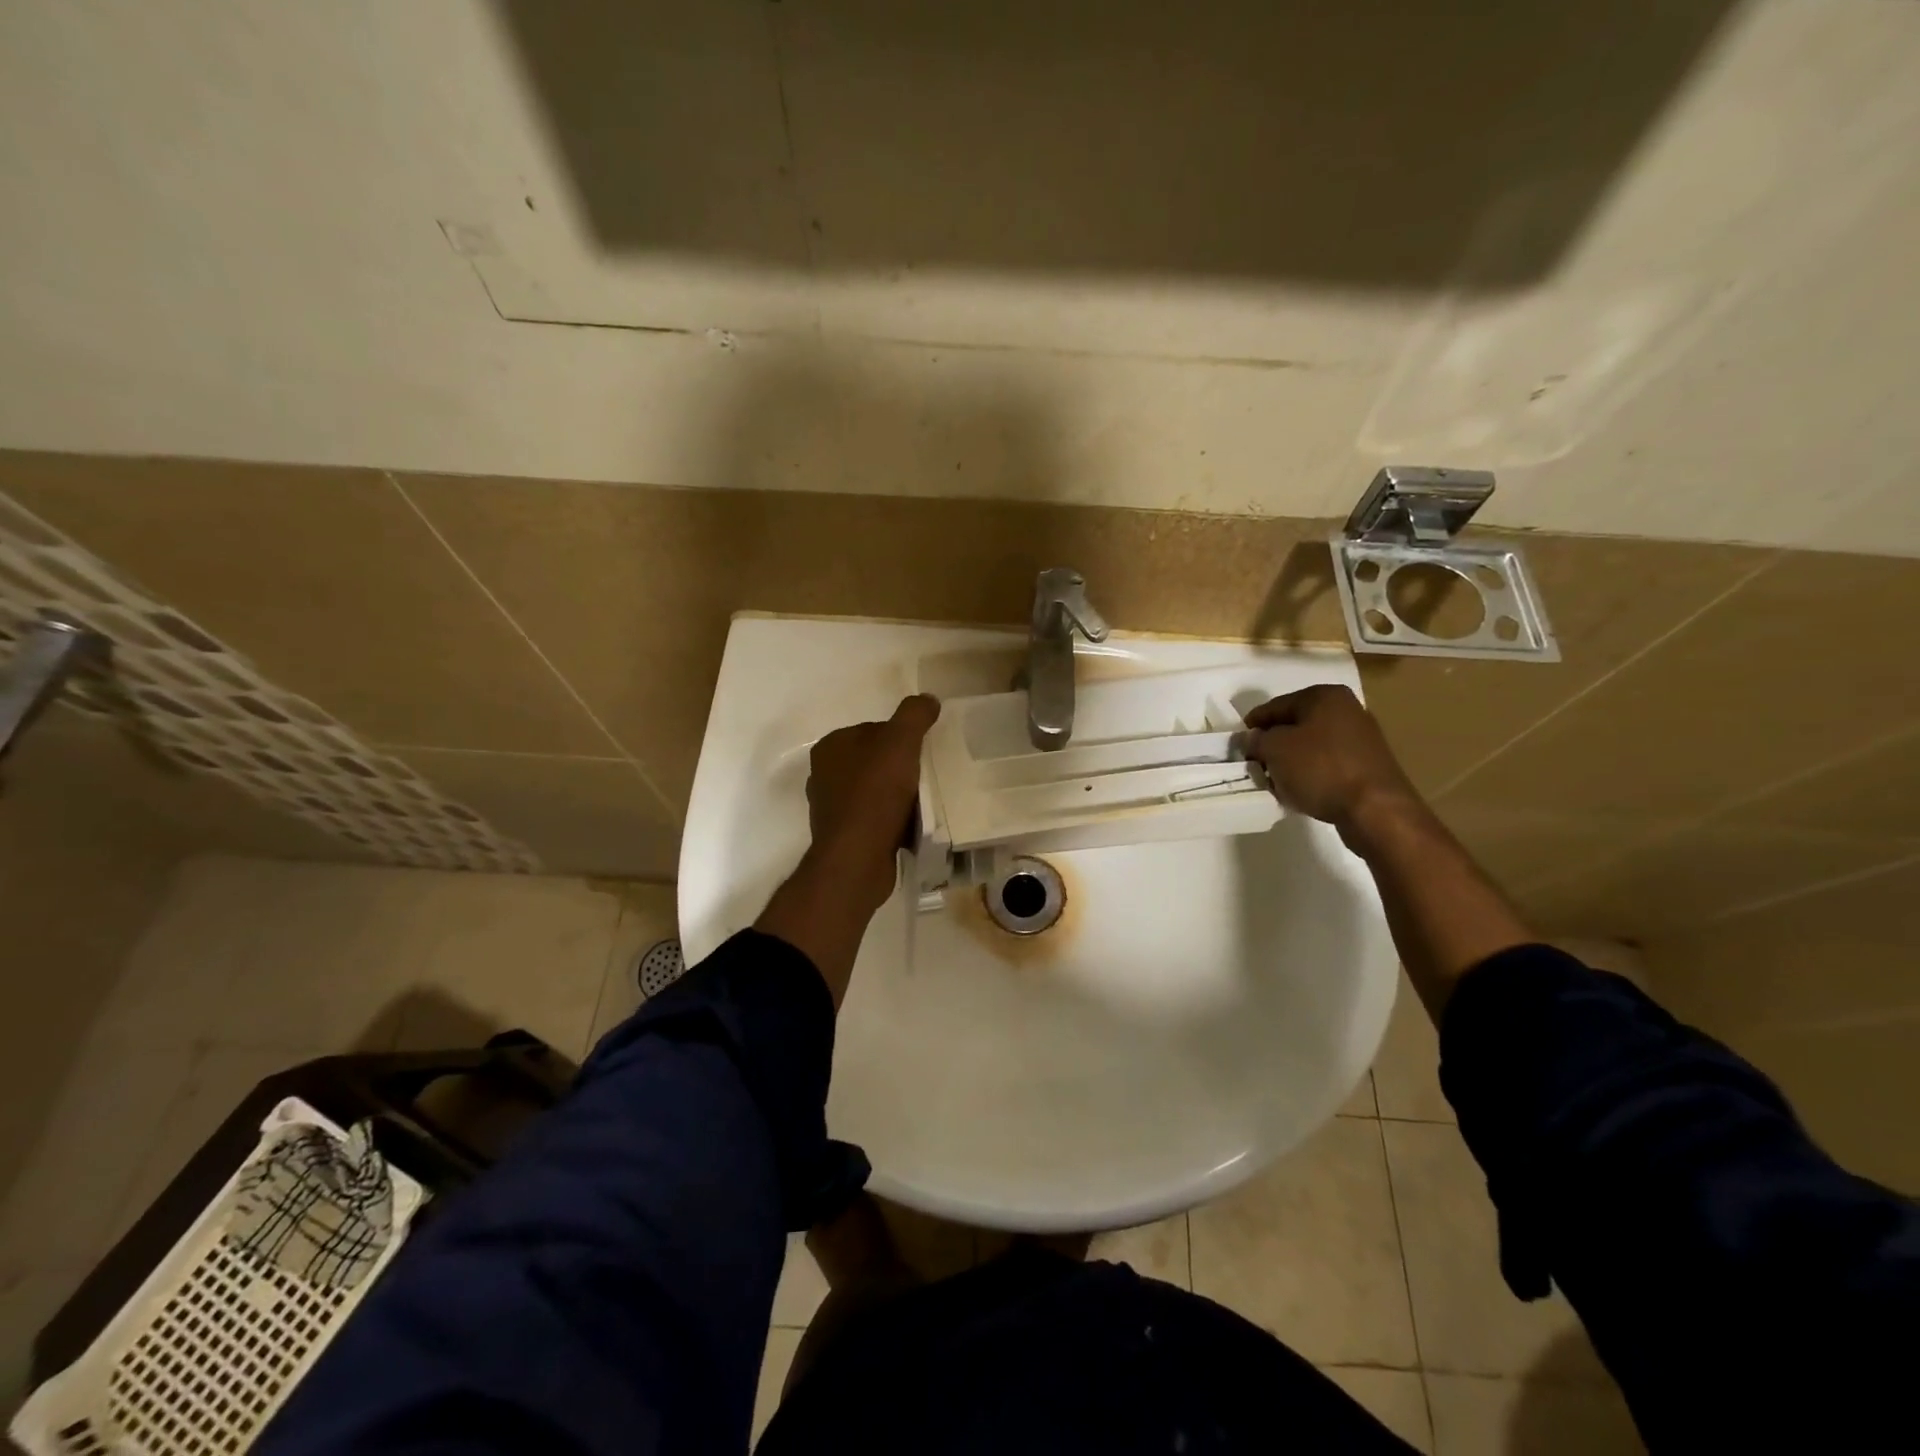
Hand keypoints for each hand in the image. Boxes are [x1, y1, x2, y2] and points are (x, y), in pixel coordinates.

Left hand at [805, 694, 940, 914]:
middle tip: (928, 778)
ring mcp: (832, 807)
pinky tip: (911, 827)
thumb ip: (914, 714)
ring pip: (876, 792)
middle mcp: (824, 774)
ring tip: (924, 804)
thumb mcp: (900, 742)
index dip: (902, 739)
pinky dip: (893, 821)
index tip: (923, 753)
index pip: (874, 730)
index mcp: (831, 746)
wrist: (858, 857)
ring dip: (899, 797)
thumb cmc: (875, 793)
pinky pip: (875, 820)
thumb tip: (928, 699)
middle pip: (876, 762)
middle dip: (902, 769)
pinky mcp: (843, 836)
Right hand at [1244, 684, 1423, 845]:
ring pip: (1311, 746)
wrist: (1375, 809)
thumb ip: (1256, 740)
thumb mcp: (1275, 749)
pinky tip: (1299, 791)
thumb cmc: (1320, 769)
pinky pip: (1327, 764)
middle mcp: (1346, 710)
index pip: (1275, 706)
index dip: (1253, 725)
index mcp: (1324, 696)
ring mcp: (1361, 738)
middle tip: (1255, 764)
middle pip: (1295, 725)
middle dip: (1273, 745)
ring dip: (1290, 762)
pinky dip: (1310, 774)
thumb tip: (1253, 739)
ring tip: (1275, 782)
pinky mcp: (1367, 765)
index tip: (1238, 744)